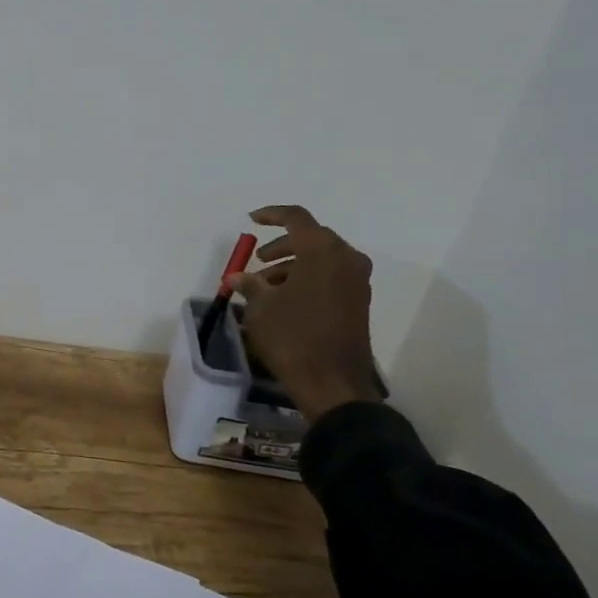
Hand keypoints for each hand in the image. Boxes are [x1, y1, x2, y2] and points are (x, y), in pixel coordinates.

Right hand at [235, 205, 384, 421]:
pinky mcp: (359, 302)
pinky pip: (331, 277)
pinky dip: (308, 279)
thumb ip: (249, 285)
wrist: (332, 382)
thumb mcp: (261, 308)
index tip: (251, 220)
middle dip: (281, 246)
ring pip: (321, 259)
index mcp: (321, 250)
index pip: (296, 218)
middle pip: (311, 238)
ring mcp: (357, 281)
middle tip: (259, 261)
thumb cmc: (292, 336)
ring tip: (266, 287)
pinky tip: (285, 300)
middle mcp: (345, 258)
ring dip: (293, 265)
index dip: (271, 215)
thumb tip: (237, 277)